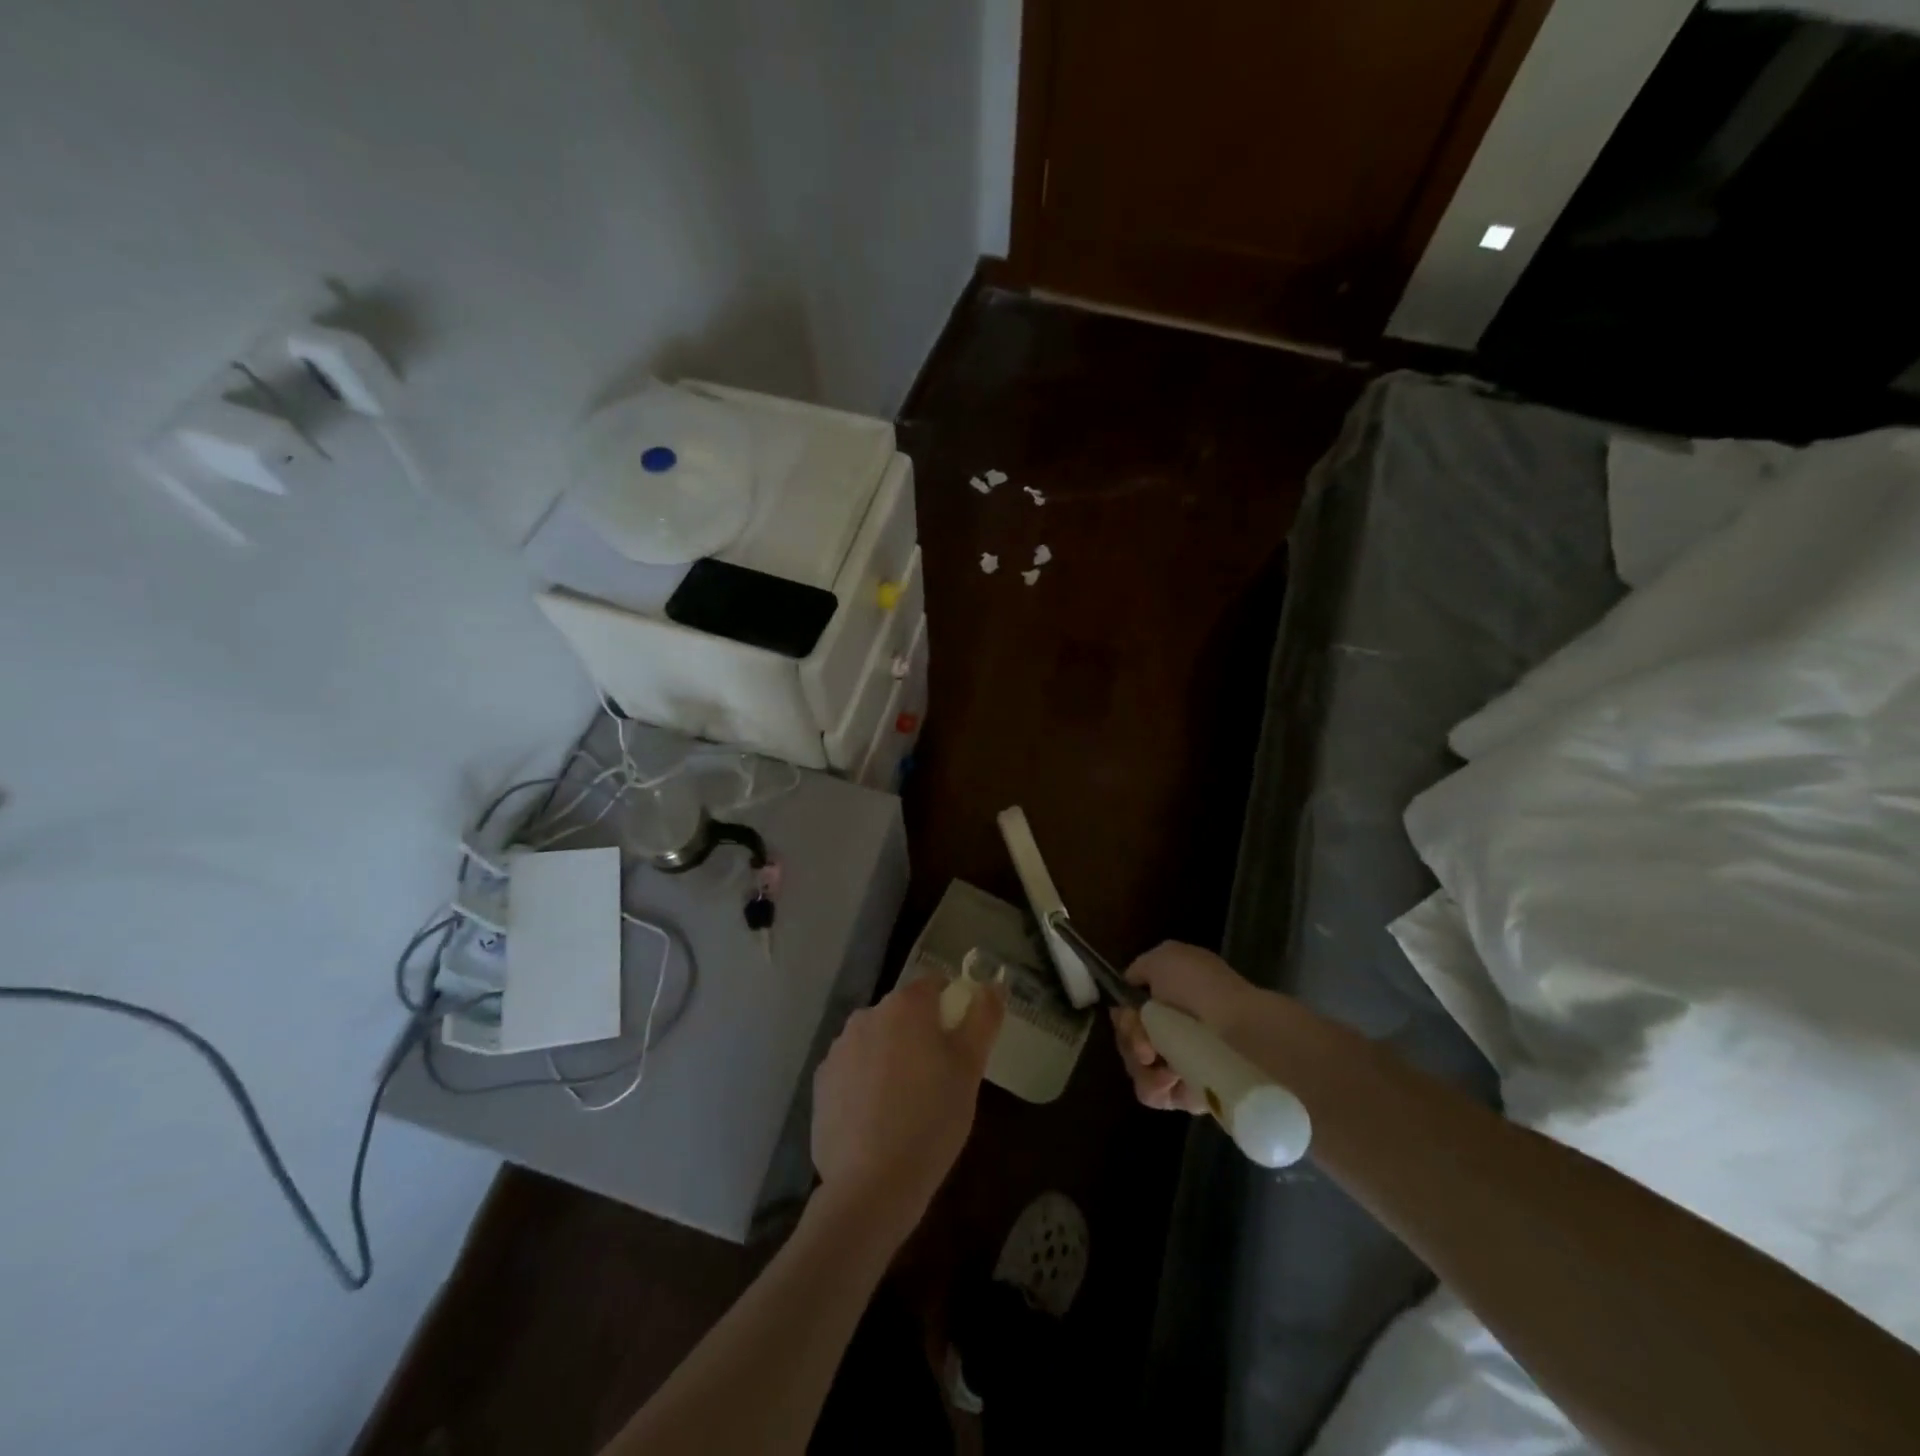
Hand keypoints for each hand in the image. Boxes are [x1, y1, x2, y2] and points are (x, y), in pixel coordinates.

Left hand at [811, 976, 1004, 1239]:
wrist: (871, 1185)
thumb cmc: (932, 1119)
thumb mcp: (970, 1067)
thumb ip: (983, 1018)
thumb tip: (992, 985)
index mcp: (904, 1005)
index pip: (933, 985)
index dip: (950, 1008)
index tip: (959, 1043)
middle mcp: (866, 1016)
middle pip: (902, 1013)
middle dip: (920, 1035)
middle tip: (939, 1079)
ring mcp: (838, 1049)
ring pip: (876, 1041)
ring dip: (891, 1058)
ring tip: (907, 1104)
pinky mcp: (820, 1083)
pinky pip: (852, 1071)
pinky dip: (866, 1084)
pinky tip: (878, 1120)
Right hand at [1112, 942, 1265, 1113]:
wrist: (1241, 1030)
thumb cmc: (1202, 987)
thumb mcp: (1164, 958)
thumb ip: (1139, 969)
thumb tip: (1129, 985)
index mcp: (1170, 1000)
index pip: (1130, 1011)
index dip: (1124, 1013)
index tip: (1130, 1014)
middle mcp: (1174, 1031)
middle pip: (1128, 1039)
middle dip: (1129, 1037)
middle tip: (1144, 1040)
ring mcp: (1180, 1064)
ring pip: (1136, 1067)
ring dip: (1138, 1062)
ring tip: (1154, 1059)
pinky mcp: (1188, 1096)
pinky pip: (1153, 1095)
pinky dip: (1153, 1086)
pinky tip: (1167, 1077)